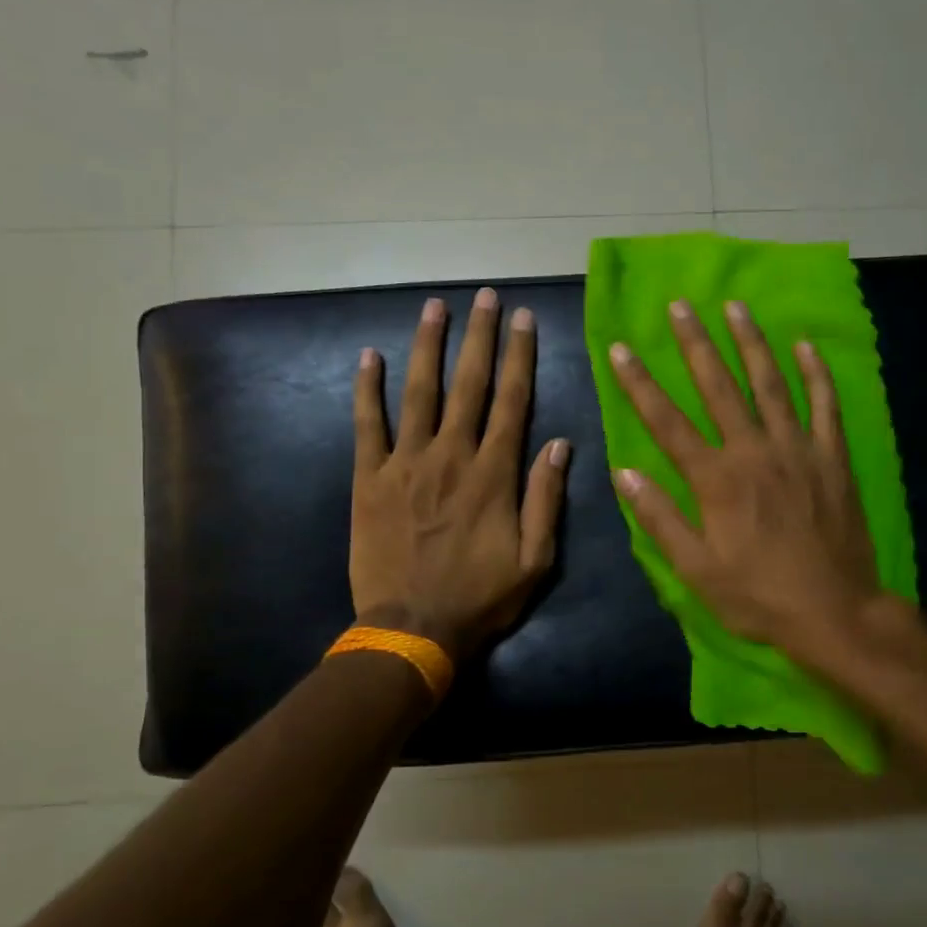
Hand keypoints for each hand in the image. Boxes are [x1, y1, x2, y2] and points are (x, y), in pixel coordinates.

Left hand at [350, 287, 569, 662]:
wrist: (411, 629)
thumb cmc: (480, 598)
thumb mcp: (535, 559)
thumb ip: (546, 498)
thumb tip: (560, 443)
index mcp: (494, 474)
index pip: (513, 401)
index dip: (520, 356)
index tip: (524, 319)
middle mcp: (451, 456)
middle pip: (469, 384)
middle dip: (480, 336)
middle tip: (485, 297)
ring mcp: (405, 464)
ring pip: (419, 392)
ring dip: (428, 346)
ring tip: (435, 307)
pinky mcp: (369, 479)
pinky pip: (367, 425)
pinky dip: (367, 390)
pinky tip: (369, 356)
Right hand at [607, 299, 886, 661]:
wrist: (835, 612)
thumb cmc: (758, 595)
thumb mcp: (696, 569)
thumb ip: (659, 517)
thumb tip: (623, 471)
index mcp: (716, 480)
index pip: (667, 422)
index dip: (640, 384)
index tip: (621, 348)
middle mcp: (754, 452)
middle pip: (719, 387)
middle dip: (696, 343)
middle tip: (679, 305)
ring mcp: (798, 450)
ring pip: (771, 384)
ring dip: (751, 343)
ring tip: (735, 307)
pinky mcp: (831, 458)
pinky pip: (825, 406)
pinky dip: (815, 374)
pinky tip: (804, 346)